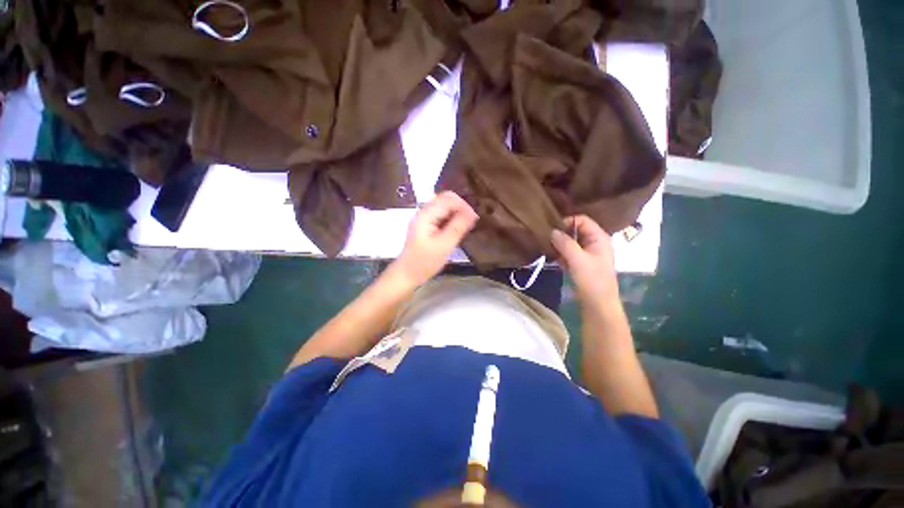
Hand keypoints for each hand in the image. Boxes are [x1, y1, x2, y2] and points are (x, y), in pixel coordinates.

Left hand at [392, 191, 478, 286]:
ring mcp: (424, 218)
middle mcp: (424, 212)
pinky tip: (457, 229)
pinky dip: (451, 218)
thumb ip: (458, 227)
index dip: (464, 205)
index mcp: (426, 214)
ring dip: (457, 212)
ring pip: (444, 206)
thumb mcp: (444, 246)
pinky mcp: (426, 225)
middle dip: (461, 207)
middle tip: (471, 222)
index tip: (475, 219)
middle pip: (446, 199)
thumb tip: (473, 212)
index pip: (449, 199)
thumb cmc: (424, 262)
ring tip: (466, 225)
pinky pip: (441, 215)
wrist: (407, 274)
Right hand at [550, 215, 618, 306]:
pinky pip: (570, 252)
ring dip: (560, 245)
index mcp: (599, 237)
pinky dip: (562, 254)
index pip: (582, 220)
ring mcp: (588, 253)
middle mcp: (595, 242)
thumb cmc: (592, 280)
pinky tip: (556, 260)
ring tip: (550, 250)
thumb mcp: (577, 259)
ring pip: (571, 242)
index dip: (567, 222)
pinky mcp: (582, 262)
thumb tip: (552, 231)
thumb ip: (564, 243)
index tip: (552, 230)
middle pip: (576, 230)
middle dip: (562, 234)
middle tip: (547, 240)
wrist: (598, 304)